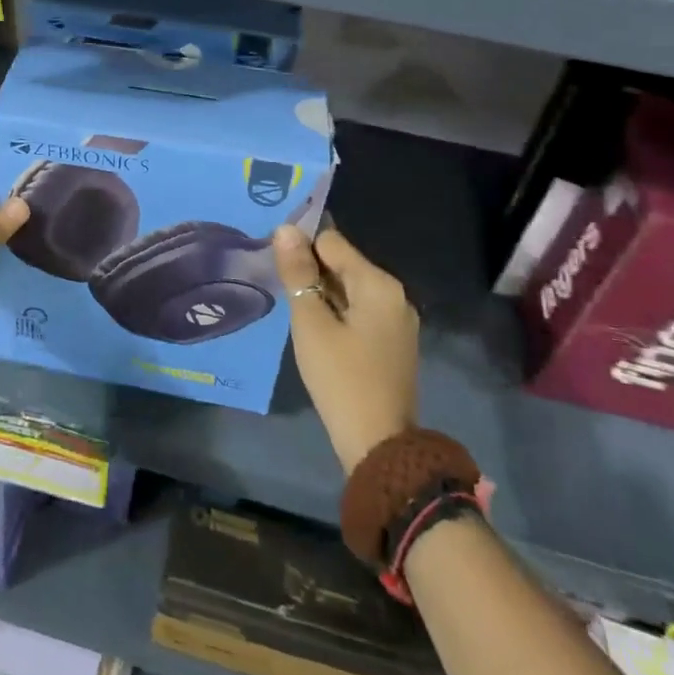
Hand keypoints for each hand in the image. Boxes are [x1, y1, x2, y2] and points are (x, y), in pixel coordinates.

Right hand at [278, 225, 420, 474]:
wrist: (379, 445)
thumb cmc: (341, 378)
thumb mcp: (311, 323)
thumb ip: (298, 272)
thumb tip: (285, 229)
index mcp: (378, 283)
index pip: (331, 241)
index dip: (301, 248)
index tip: (277, 266)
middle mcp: (394, 294)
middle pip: (342, 263)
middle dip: (311, 272)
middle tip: (281, 290)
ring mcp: (397, 320)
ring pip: (349, 289)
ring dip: (321, 294)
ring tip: (295, 311)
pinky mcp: (393, 343)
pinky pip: (359, 311)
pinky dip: (336, 313)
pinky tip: (316, 332)